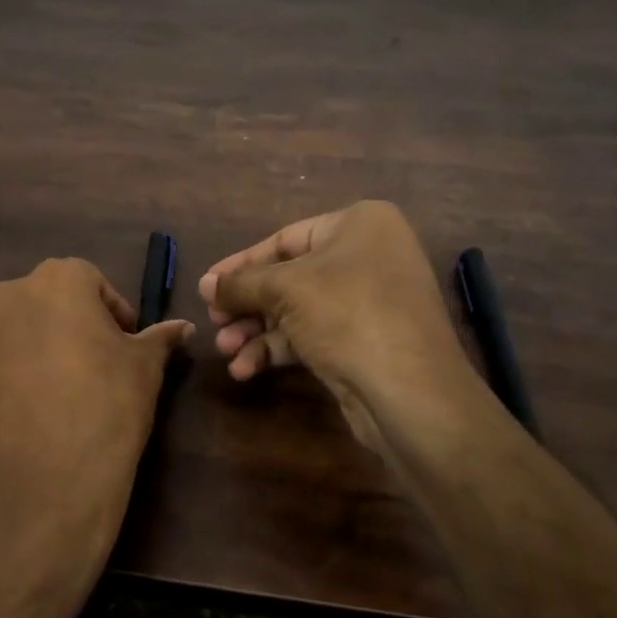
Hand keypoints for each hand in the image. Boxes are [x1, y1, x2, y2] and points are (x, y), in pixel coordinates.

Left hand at [0, 258, 191, 578]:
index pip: (94, 283)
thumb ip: (161, 338)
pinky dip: (23, 370)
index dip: (117, 315)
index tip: (130, 346)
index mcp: (57, 278)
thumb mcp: (145, 368)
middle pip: (54, 300)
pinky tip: (45, 406)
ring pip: (26, 327)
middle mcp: (11, 293)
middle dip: (80, 324)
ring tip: (74, 387)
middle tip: (105, 364)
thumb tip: (184, 326)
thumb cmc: (105, 407)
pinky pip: (3, 358)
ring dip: (49, 345)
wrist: (40, 486)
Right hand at [197, 201, 467, 453]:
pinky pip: (313, 335)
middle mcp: (368, 256)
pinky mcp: (366, 341)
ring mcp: (370, 301)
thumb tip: (205, 284)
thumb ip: (240, 284)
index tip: (207, 285)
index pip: (284, 239)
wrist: (410, 392)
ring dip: (257, 331)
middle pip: (289, 277)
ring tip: (224, 350)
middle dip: (247, 304)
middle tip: (214, 322)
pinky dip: (279, 349)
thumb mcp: (285, 290)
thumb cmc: (348, 315)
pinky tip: (246, 369)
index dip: (240, 264)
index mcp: (360, 225)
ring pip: (298, 310)